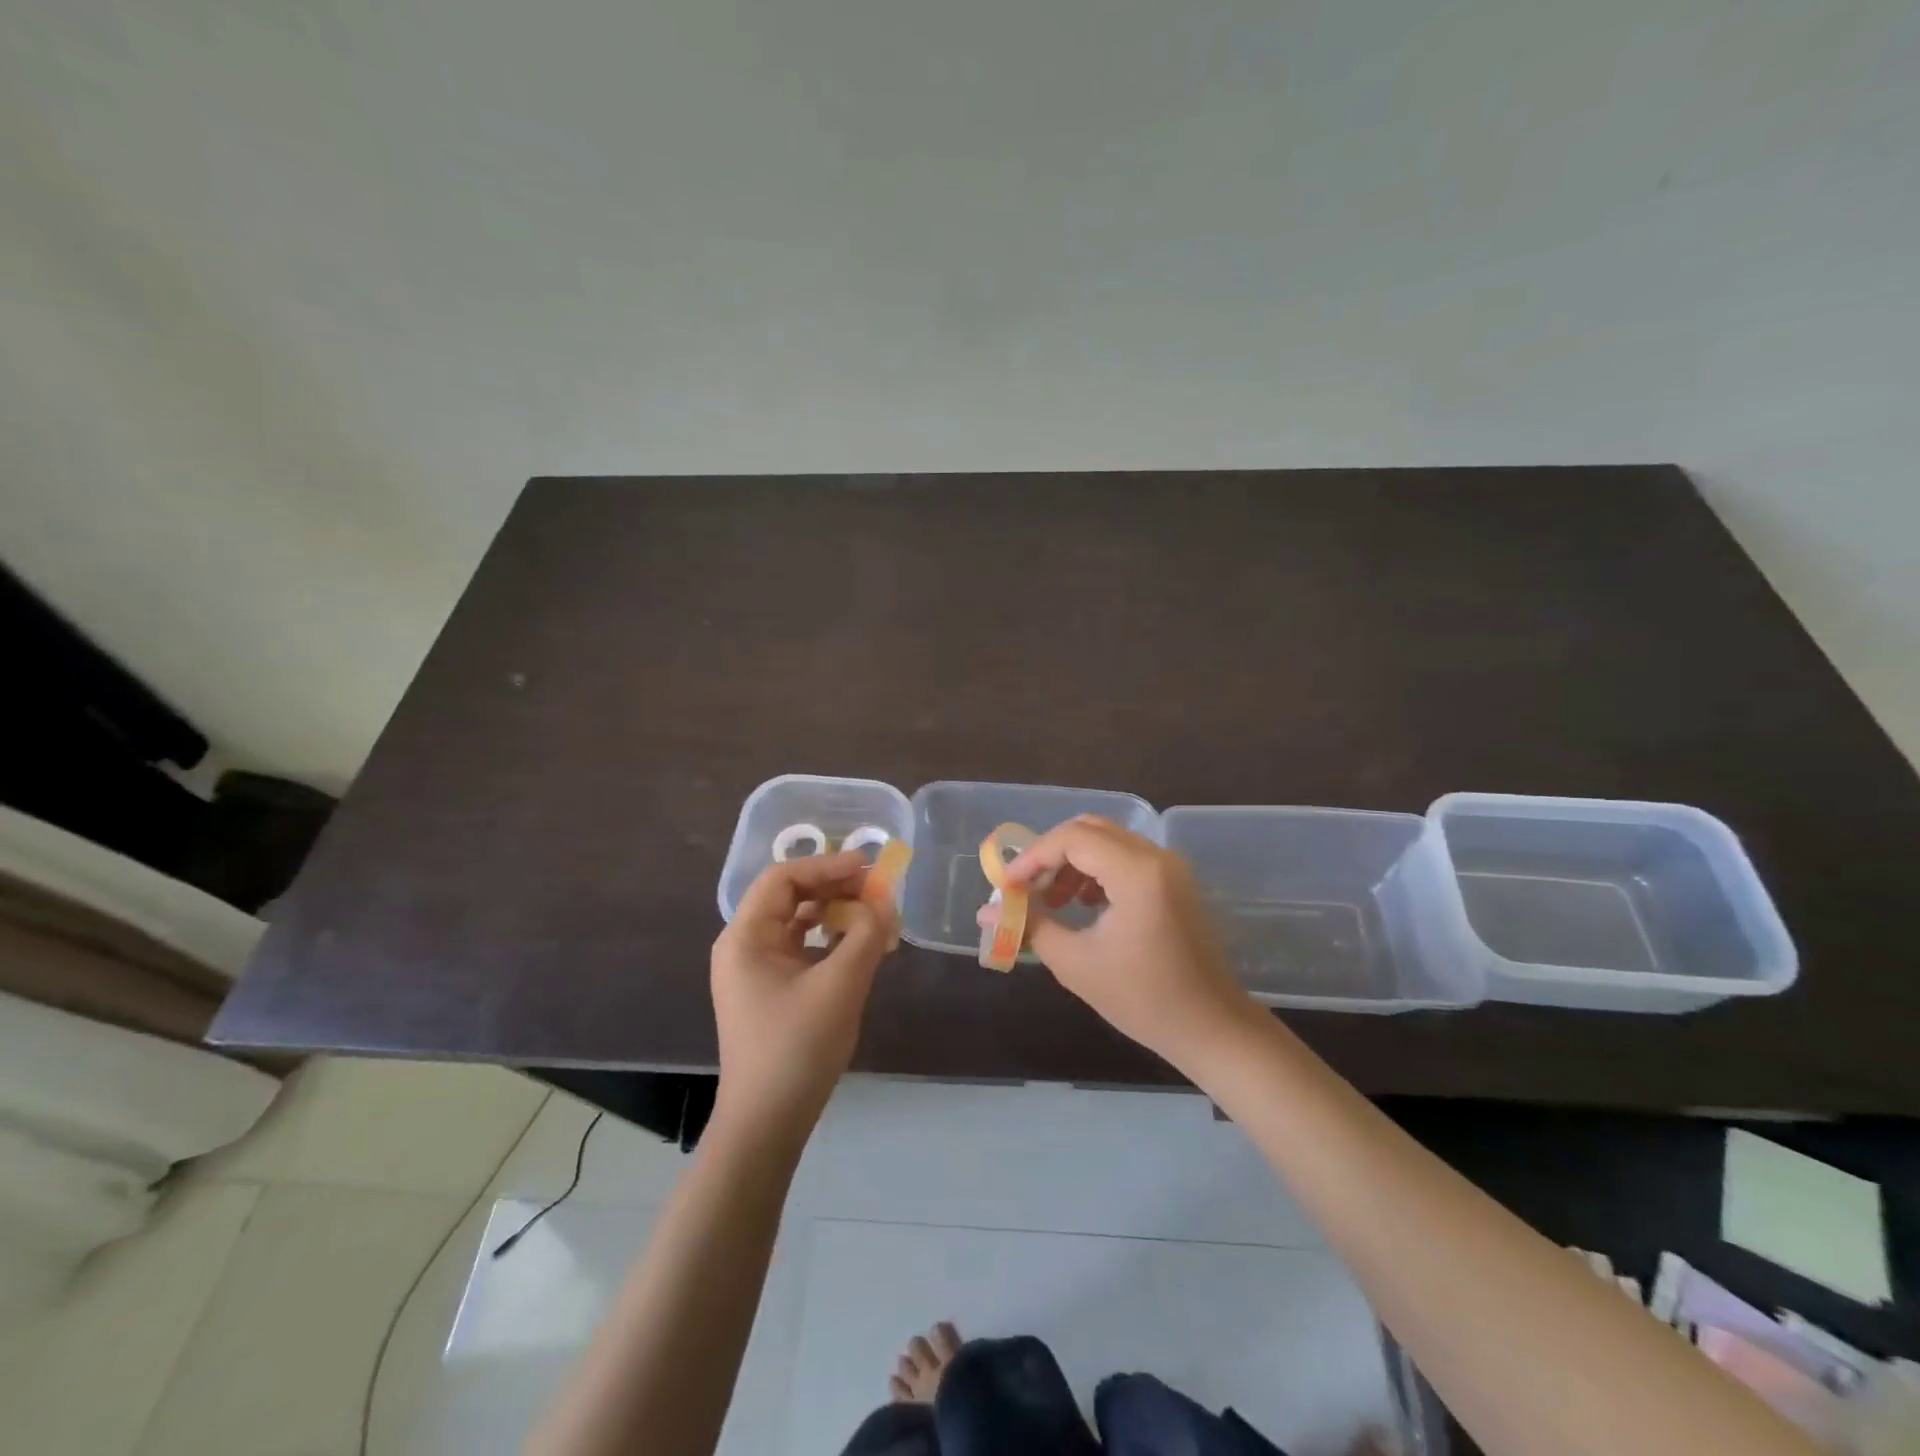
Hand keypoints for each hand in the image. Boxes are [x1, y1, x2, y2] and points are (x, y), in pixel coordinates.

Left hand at [710, 850, 896, 1142]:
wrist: (768, 1122)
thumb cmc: (798, 1047)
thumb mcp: (841, 985)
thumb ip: (866, 934)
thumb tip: (883, 901)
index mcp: (745, 936)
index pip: (783, 877)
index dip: (827, 865)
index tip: (867, 866)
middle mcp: (744, 945)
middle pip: (789, 895)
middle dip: (834, 886)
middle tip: (876, 889)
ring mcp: (754, 968)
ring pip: (796, 919)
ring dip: (834, 910)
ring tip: (872, 912)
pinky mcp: (769, 989)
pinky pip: (800, 946)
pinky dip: (828, 937)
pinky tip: (857, 942)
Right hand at [992, 816, 1255, 1065]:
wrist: (1212, 1028)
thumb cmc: (1143, 999)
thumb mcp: (1076, 963)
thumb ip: (1030, 926)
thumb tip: (988, 911)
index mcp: (1136, 872)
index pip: (1071, 838)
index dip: (1033, 857)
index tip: (1008, 886)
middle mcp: (1156, 857)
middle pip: (1089, 830)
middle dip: (1051, 855)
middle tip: (1027, 889)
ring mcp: (1170, 867)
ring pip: (1107, 841)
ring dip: (1073, 862)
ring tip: (1053, 902)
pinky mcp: (1174, 881)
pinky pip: (1126, 857)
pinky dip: (1097, 871)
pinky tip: (1084, 906)